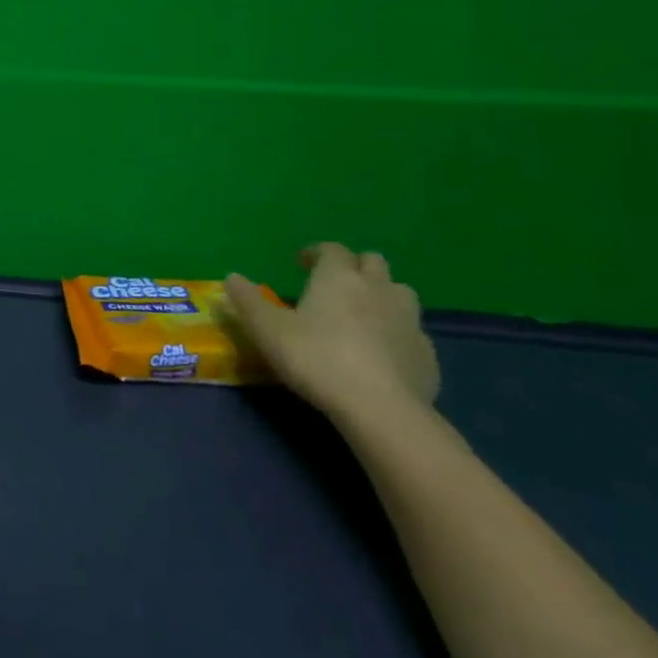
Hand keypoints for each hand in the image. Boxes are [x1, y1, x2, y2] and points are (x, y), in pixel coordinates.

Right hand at [225, 243, 439, 418]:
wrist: (380, 408)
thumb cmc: (315, 358)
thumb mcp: (266, 329)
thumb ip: (247, 301)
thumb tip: (231, 277)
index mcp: (338, 277)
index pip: (331, 249)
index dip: (315, 252)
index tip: (301, 262)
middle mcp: (378, 288)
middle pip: (372, 262)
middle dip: (353, 266)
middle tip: (333, 284)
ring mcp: (409, 320)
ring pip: (399, 292)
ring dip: (381, 294)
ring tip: (362, 314)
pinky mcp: (426, 352)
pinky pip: (411, 331)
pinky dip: (396, 332)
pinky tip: (382, 352)